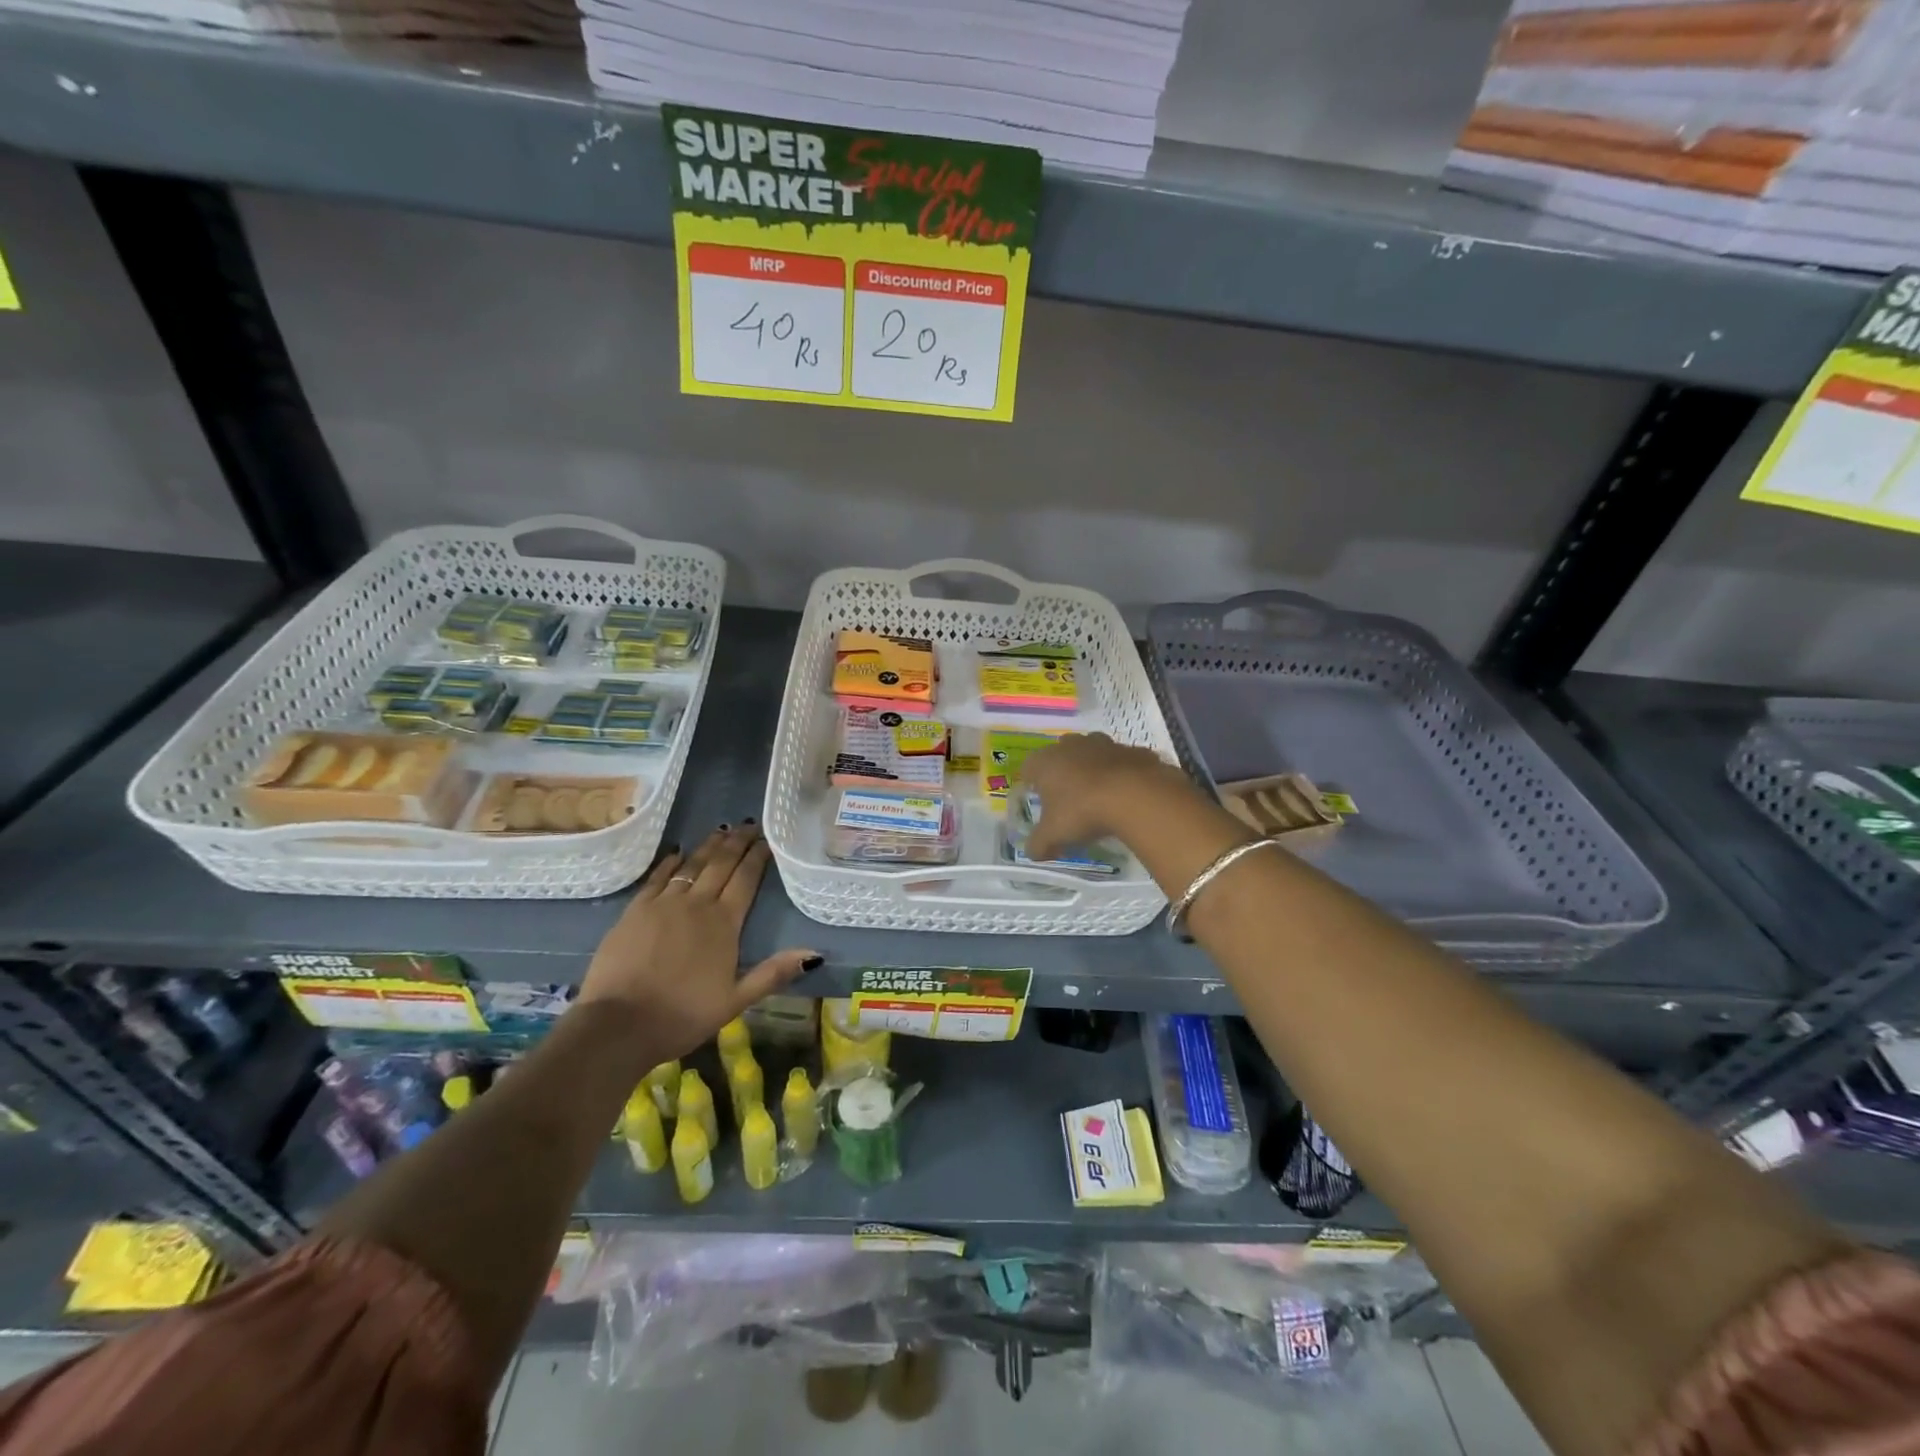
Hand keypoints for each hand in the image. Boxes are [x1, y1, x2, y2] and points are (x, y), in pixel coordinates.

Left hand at [577, 823, 819, 1059]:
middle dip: (737, 842)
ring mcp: (663, 903)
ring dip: (709, 846)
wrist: (619, 1024)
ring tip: (721, 830)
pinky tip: (677, 852)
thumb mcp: (735, 1001)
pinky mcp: (635, 910)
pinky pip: (658, 877)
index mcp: (724, 923)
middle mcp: (697, 904)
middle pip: (721, 864)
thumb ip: (773, 973)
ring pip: (691, 864)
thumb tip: (814, 954)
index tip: (767, 839)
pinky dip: (670, 862)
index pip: (746, 879)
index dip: (758, 856)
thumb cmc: (683, 1015)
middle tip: (748, 824)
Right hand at [1019, 732, 1205, 862]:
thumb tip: (1032, 853)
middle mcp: (1072, 746)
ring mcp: (1105, 744)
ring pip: (1093, 752)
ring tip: (1099, 796)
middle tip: (1069, 799)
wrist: (1135, 796)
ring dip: (1093, 768)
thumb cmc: (1082, 811)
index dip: (1032, 784)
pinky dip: (1122, 773)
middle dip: (1063, 772)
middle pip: (1061, 754)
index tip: (1040, 801)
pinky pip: (1122, 761)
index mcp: (1045, 761)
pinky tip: (1126, 795)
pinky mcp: (1133, 751)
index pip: (1029, 768)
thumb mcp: (1053, 835)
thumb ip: (1038, 844)